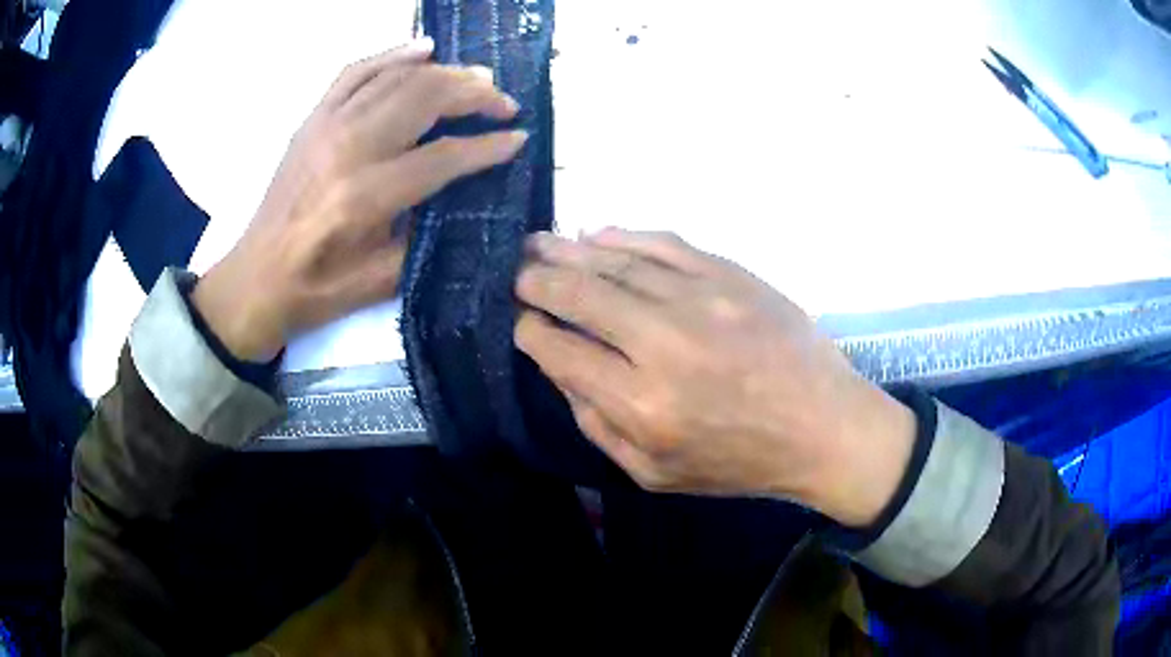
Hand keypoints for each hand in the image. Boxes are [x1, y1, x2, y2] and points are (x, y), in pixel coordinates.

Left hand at [193, 40, 527, 360]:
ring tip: (478, 77)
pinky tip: (423, 48)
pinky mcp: (312, 119)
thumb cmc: (318, 289)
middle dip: (475, 95)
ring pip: (397, 78)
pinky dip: (393, 54)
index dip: (488, 146)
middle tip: (504, 103)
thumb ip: (428, 231)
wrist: (257, 279)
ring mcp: (326, 125)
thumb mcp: (382, 279)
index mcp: (366, 197)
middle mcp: (348, 148)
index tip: (519, 139)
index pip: (444, 156)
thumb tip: (465, 190)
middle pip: (424, 99)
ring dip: (445, 72)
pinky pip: (356, 71)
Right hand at [514, 229, 915, 526]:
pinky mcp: (730, 275)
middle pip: (579, 296)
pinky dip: (624, 236)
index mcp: (642, 405)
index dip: (530, 331)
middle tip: (516, 271)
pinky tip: (596, 233)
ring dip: (569, 250)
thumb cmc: (739, 461)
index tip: (519, 321)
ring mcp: (700, 300)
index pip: (561, 352)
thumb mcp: (655, 473)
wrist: (823, 427)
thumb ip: (597, 425)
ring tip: (540, 243)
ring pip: (615, 262)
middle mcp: (663, 344)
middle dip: (536, 280)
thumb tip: (560, 368)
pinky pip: (664, 244)